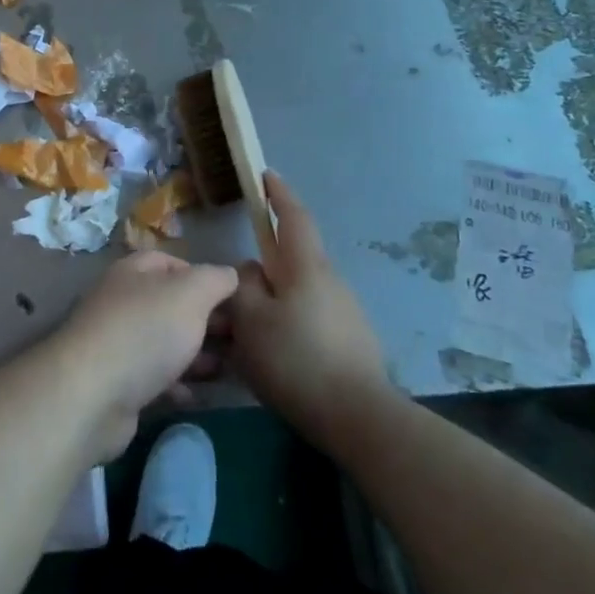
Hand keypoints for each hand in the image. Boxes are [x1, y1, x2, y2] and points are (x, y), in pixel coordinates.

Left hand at [52, 250, 237, 462]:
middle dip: (205, 319)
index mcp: (133, 273)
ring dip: (195, 354)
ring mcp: (117, 343)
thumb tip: (230, 274)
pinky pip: (154, 377)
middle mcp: (122, 302)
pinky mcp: (117, 383)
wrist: (93, 394)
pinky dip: (176, 384)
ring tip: (231, 368)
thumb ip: (215, 280)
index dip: (202, 276)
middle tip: (240, 337)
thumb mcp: (190, 294)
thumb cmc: (145, 331)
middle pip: (170, 304)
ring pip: (164, 342)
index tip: (233, 298)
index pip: (171, 262)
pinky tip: (197, 395)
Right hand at [226, 172, 390, 448]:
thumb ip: (242, 286)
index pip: (293, 217)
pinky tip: (276, 357)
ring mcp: (346, 313)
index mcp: (306, 267)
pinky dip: (289, 326)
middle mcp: (331, 281)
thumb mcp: (251, 320)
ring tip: (249, 335)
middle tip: (236, 293)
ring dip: (275, 302)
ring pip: (299, 293)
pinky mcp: (353, 342)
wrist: (359, 418)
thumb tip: (250, 272)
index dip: (279, 194)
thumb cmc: (296, 360)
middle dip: (265, 268)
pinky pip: (310, 319)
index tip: (266, 175)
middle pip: (292, 261)